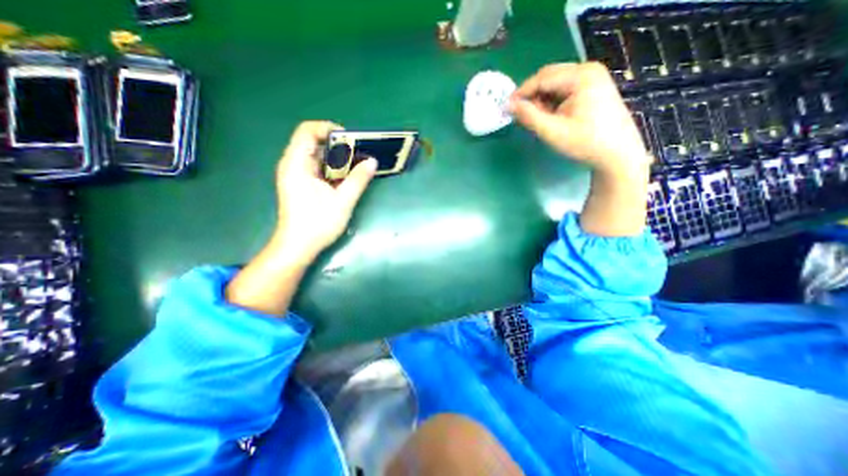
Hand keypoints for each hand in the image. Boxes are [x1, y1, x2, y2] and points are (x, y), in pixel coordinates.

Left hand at [225, 122, 373, 314]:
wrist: (297, 247)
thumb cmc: (317, 224)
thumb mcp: (343, 201)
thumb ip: (358, 179)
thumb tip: (373, 162)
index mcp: (297, 164)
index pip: (307, 131)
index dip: (329, 129)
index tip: (351, 139)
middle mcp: (293, 165)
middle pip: (313, 142)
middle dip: (338, 145)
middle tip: (359, 154)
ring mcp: (296, 175)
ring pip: (317, 156)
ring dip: (337, 158)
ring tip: (356, 166)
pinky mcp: (301, 185)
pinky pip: (317, 168)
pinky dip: (332, 169)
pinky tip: (345, 178)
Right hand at [509, 61, 651, 174]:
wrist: (618, 154)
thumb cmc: (585, 143)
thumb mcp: (553, 132)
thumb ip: (529, 117)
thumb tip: (508, 105)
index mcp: (581, 76)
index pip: (542, 78)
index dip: (521, 93)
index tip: (506, 108)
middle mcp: (588, 69)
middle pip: (549, 77)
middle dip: (532, 95)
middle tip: (521, 116)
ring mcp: (593, 77)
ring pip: (556, 83)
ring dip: (542, 99)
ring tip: (539, 120)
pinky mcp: (594, 87)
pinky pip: (565, 89)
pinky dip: (553, 101)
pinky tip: (552, 117)